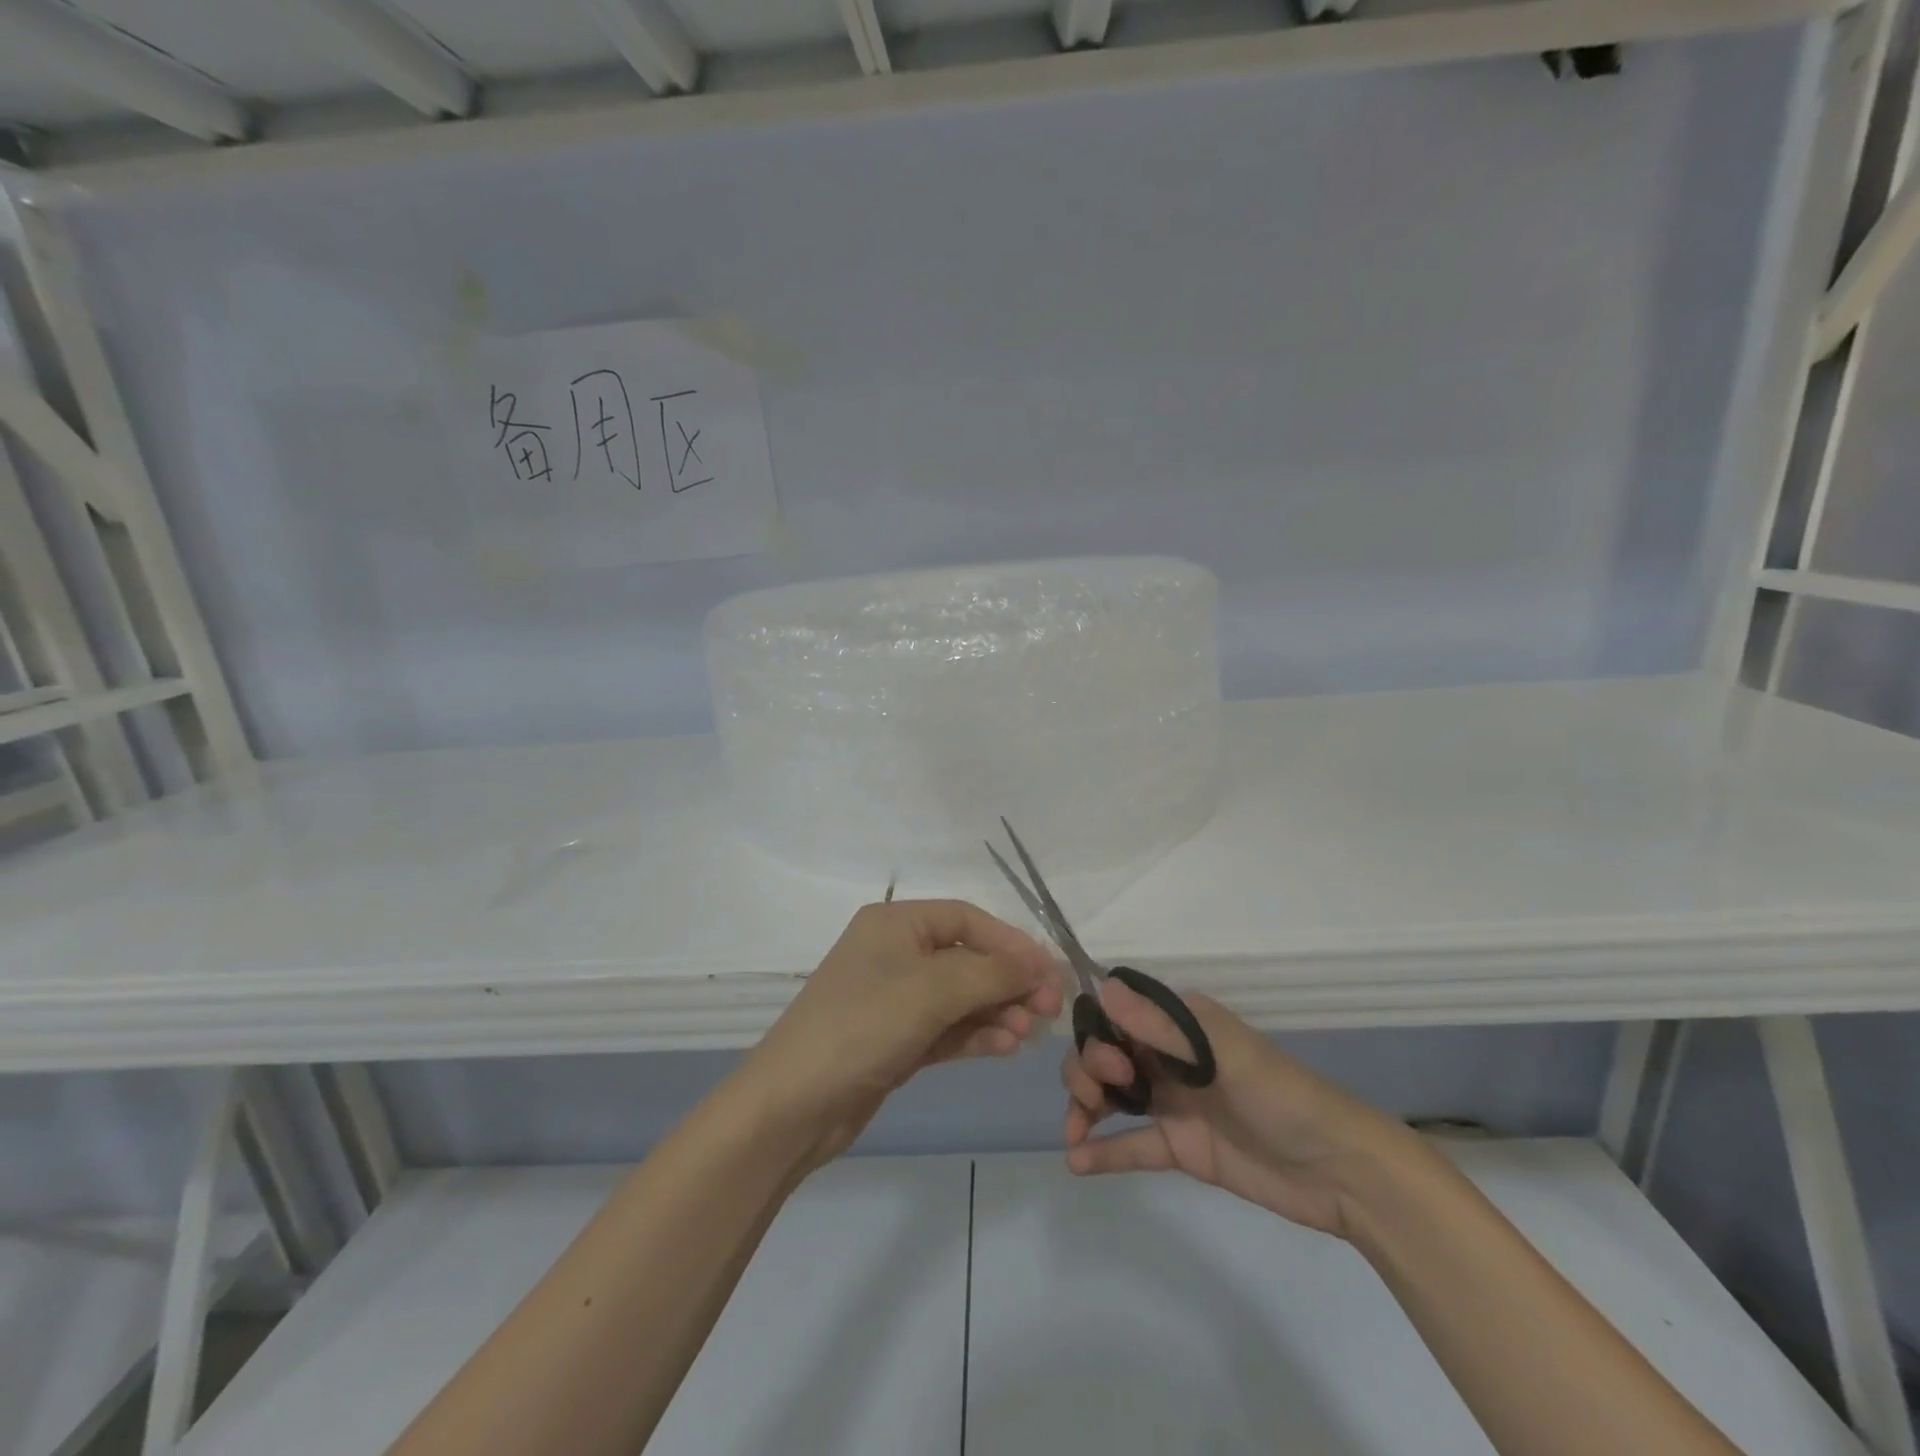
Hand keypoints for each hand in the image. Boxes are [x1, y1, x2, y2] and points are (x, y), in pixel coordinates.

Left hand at [747, 900, 1062, 1169]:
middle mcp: (895, 953)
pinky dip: (975, 1035)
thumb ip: (991, 973)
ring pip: (961, 997)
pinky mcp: (897, 1039)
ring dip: (996, 1011)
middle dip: (1008, 982)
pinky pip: (947, 1028)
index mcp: (895, 923)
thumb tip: (1041, 962)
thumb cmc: (863, 1026)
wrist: (793, 1105)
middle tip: (1048, 1010)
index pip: (967, 919)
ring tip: (1027, 1034)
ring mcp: (895, 999)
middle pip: (967, 958)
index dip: (1011, 942)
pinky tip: (1004, 1047)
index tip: (1049, 971)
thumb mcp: (931, 991)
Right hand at [1062, 979, 1418, 1237]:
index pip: (1118, 1014)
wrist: (1340, 1172)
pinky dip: (1103, 1151)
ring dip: (1085, 1105)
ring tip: (1075, 1131)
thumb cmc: (1282, 1096)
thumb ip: (1162, 1026)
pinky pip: (1132, 1144)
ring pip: (1111, 1094)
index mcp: (1180, 1023)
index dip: (1098, 1033)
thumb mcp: (1223, 1054)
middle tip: (1103, 1094)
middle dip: (1089, 1068)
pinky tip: (1077, 1161)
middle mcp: (1169, 1056)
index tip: (1109, 1061)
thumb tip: (1103, 987)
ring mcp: (1173, 1103)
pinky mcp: (1180, 1147)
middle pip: (1106, 1052)